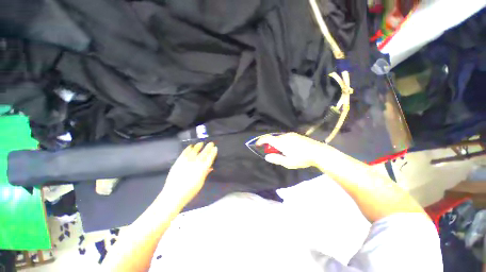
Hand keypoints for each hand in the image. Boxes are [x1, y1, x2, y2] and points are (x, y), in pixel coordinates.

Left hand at [159, 142, 217, 206]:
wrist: (173, 194)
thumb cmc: (190, 191)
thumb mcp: (200, 183)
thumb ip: (205, 173)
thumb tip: (210, 167)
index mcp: (203, 168)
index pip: (210, 158)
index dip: (213, 152)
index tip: (215, 148)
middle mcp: (196, 163)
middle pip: (204, 153)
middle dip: (208, 147)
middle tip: (211, 143)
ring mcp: (187, 161)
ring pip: (194, 151)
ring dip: (198, 146)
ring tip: (201, 143)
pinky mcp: (179, 161)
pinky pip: (184, 152)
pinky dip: (188, 149)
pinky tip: (190, 146)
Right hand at [256, 133, 324, 168]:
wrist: (318, 152)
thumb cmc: (302, 158)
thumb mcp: (288, 162)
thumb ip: (276, 159)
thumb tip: (267, 156)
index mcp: (281, 142)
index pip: (267, 138)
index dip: (260, 141)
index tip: (257, 145)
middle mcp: (284, 136)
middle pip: (273, 138)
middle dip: (269, 144)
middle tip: (271, 152)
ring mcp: (291, 134)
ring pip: (279, 137)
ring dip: (276, 143)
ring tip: (281, 151)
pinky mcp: (296, 135)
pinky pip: (285, 137)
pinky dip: (281, 141)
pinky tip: (288, 148)